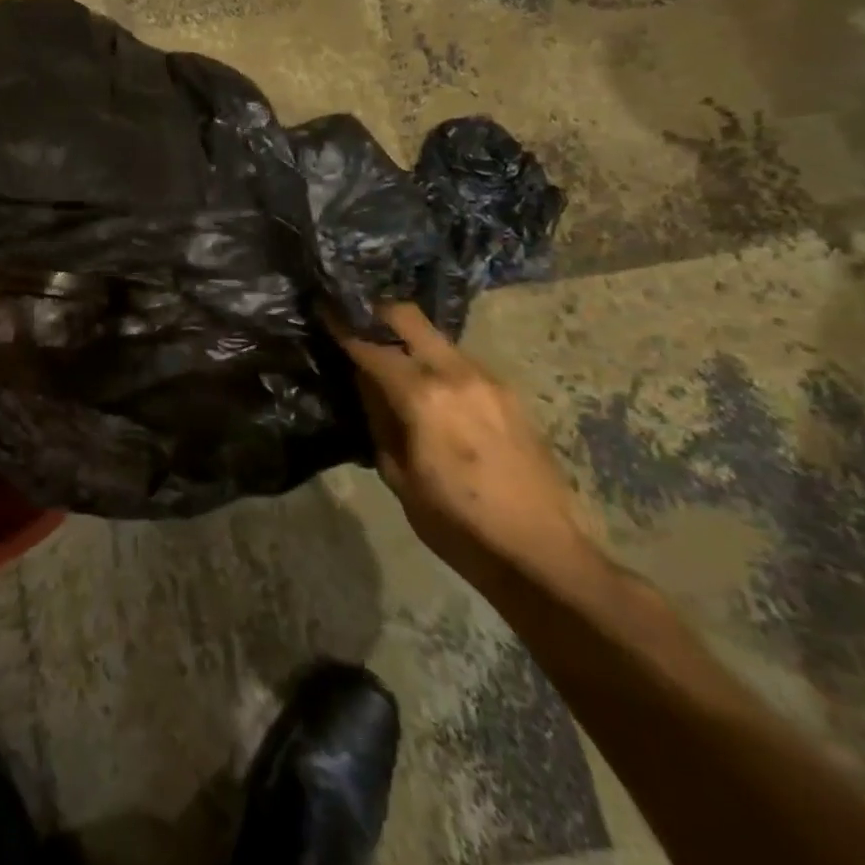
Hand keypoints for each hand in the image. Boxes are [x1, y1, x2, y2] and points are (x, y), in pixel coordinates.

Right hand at [338, 303, 601, 596]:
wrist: (541, 554)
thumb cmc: (456, 523)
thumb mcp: (398, 474)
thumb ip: (378, 418)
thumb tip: (365, 382)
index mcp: (423, 396)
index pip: (371, 347)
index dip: (342, 327)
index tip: (323, 310)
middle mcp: (457, 374)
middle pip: (409, 317)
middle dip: (377, 313)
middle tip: (355, 319)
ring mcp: (489, 380)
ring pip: (437, 338)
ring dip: (409, 339)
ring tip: (391, 358)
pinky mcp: (510, 394)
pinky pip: (461, 362)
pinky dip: (436, 362)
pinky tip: (430, 387)